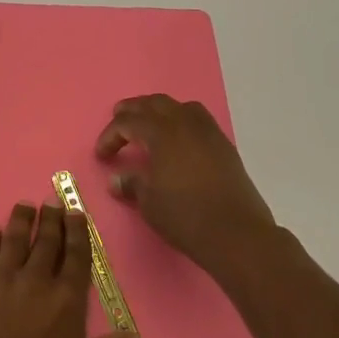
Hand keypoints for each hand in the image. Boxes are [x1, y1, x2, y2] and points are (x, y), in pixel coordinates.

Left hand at [0, 202, 139, 337]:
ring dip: (21, 220)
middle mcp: (35, 282)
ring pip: (13, 240)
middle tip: (52, 202)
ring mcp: (0, 282)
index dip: (77, 231)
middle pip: (45, 241)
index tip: (76, 211)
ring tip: (25, 207)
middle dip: (51, 219)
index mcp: (67, 301)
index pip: (76, 255)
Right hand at [94, 94, 286, 285]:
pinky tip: (179, 141)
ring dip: (160, 110)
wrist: (236, 234)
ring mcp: (208, 133)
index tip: (102, 155)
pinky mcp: (224, 146)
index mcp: (161, 133)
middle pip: (154, 103)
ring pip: (180, 107)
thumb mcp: (149, 202)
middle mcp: (185, 124)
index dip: (110, 136)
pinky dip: (183, 121)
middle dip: (133, 110)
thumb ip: (131, 184)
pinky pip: (199, 120)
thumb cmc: (185, 216)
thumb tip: (116, 180)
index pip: (128, 123)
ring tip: (150, 124)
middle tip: (118, 118)